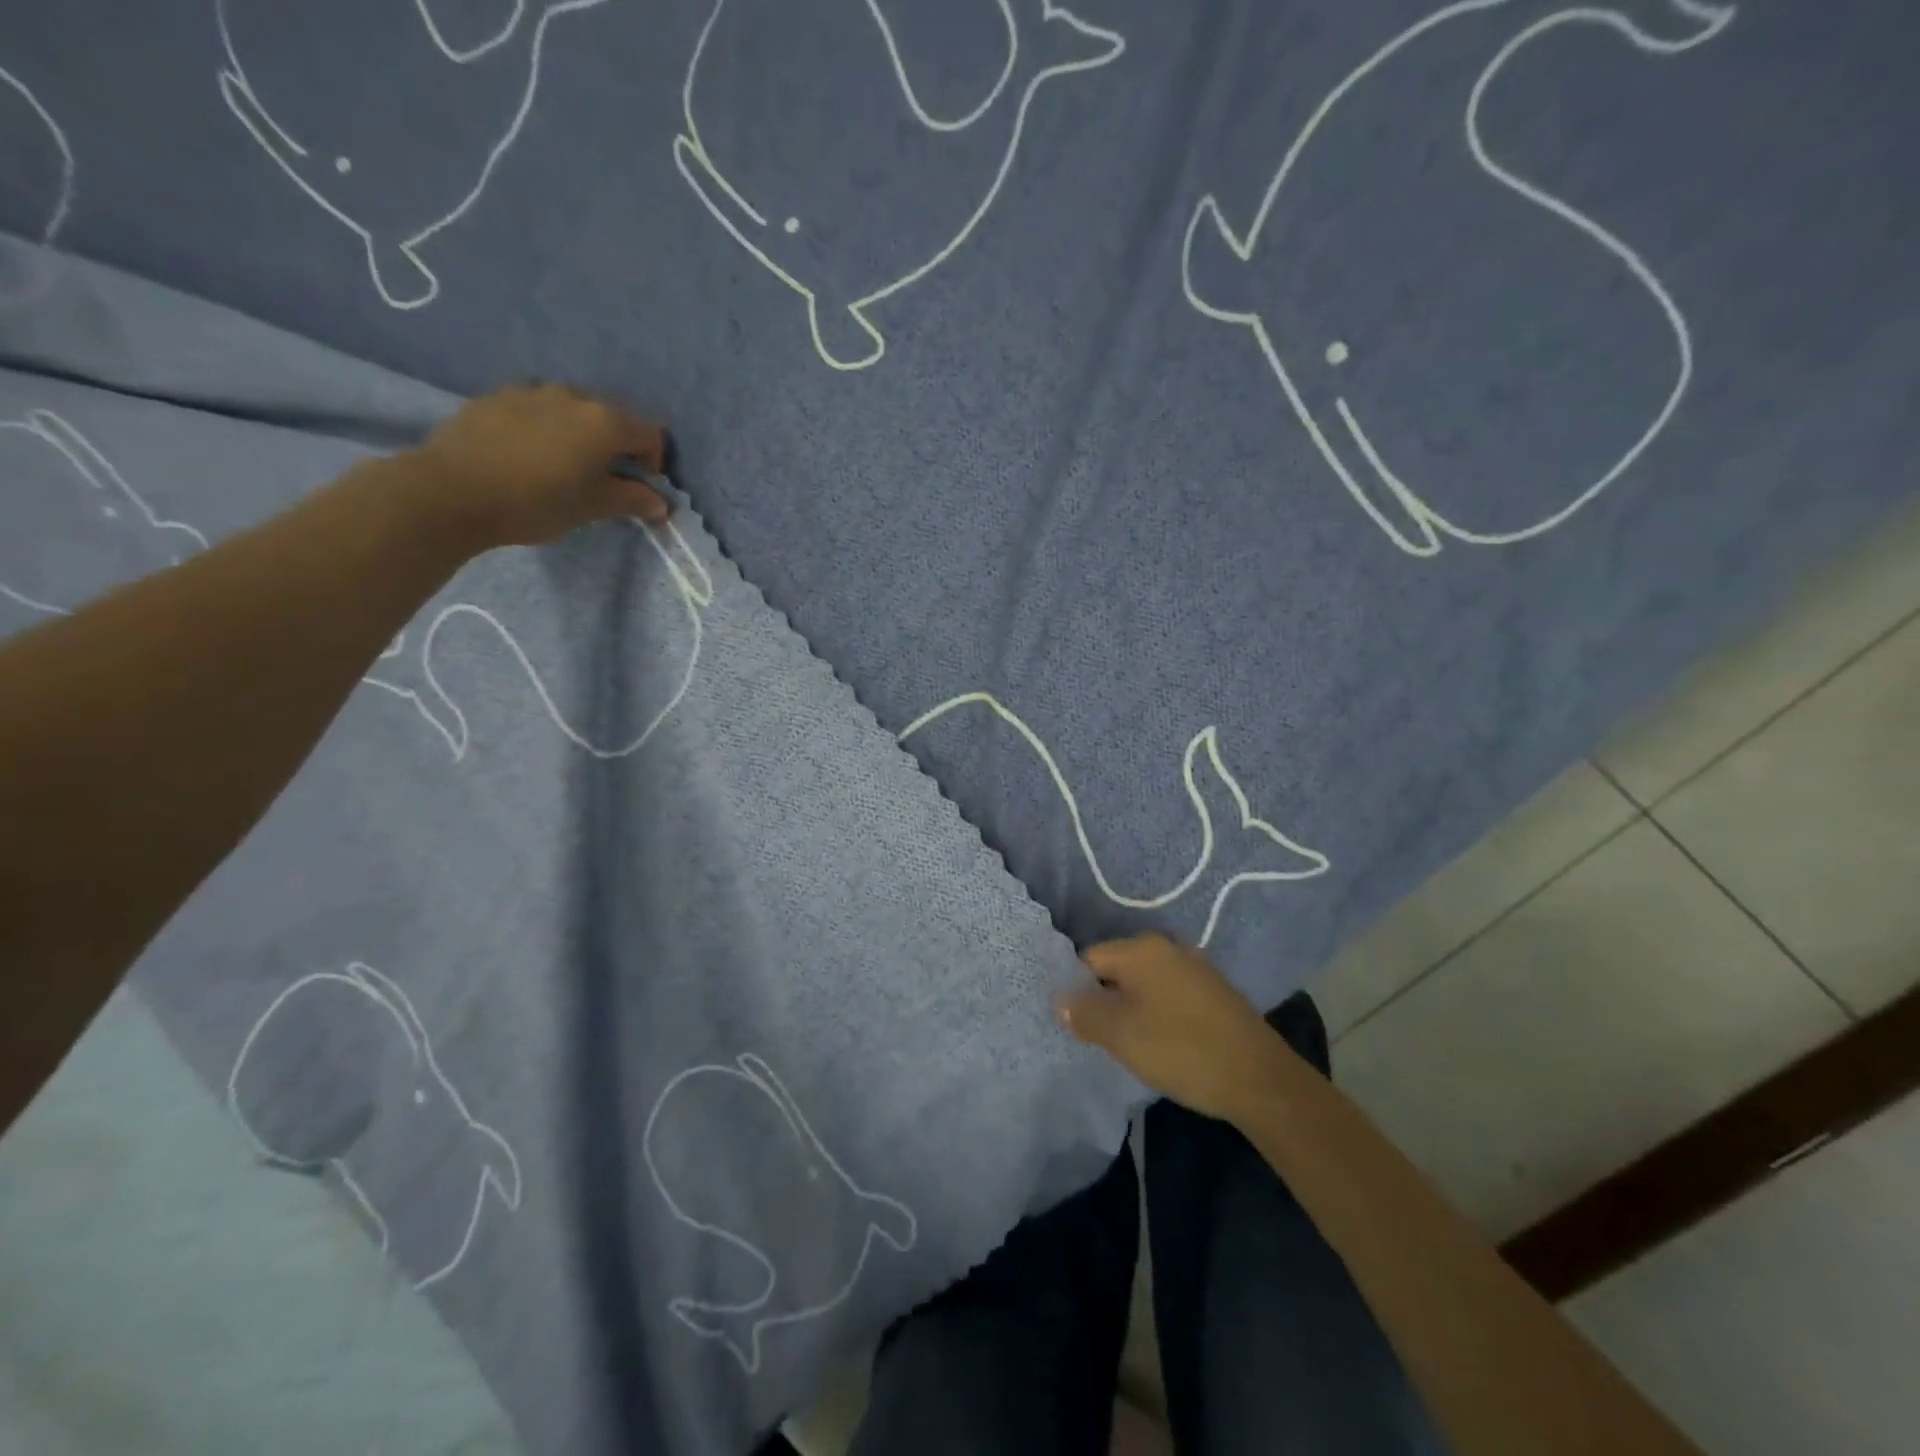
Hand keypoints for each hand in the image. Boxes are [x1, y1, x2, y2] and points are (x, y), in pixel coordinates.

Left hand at [410, 383, 671, 547]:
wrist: (453, 491)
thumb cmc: (537, 502)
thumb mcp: (593, 508)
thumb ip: (632, 500)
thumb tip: (660, 503)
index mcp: (604, 422)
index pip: (650, 434)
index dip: (653, 463)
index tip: (640, 489)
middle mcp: (573, 396)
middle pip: (612, 417)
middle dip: (617, 445)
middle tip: (604, 479)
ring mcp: (531, 391)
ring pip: (572, 409)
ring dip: (579, 433)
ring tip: (563, 465)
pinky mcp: (496, 397)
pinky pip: (536, 409)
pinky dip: (545, 428)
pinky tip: (528, 456)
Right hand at [1057, 934, 1290, 1122]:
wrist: (1261, 1080)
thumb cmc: (1182, 1050)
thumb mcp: (1122, 1036)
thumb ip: (1085, 1014)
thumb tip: (1061, 999)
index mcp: (1143, 949)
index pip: (1090, 958)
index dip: (1077, 989)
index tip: (1077, 1023)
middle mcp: (1169, 947)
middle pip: (1118, 968)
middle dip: (1105, 999)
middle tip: (1100, 1037)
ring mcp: (1195, 968)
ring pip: (1145, 983)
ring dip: (1132, 1008)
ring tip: (1129, 1044)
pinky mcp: (1214, 992)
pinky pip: (1169, 994)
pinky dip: (1158, 1013)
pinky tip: (1163, 1043)